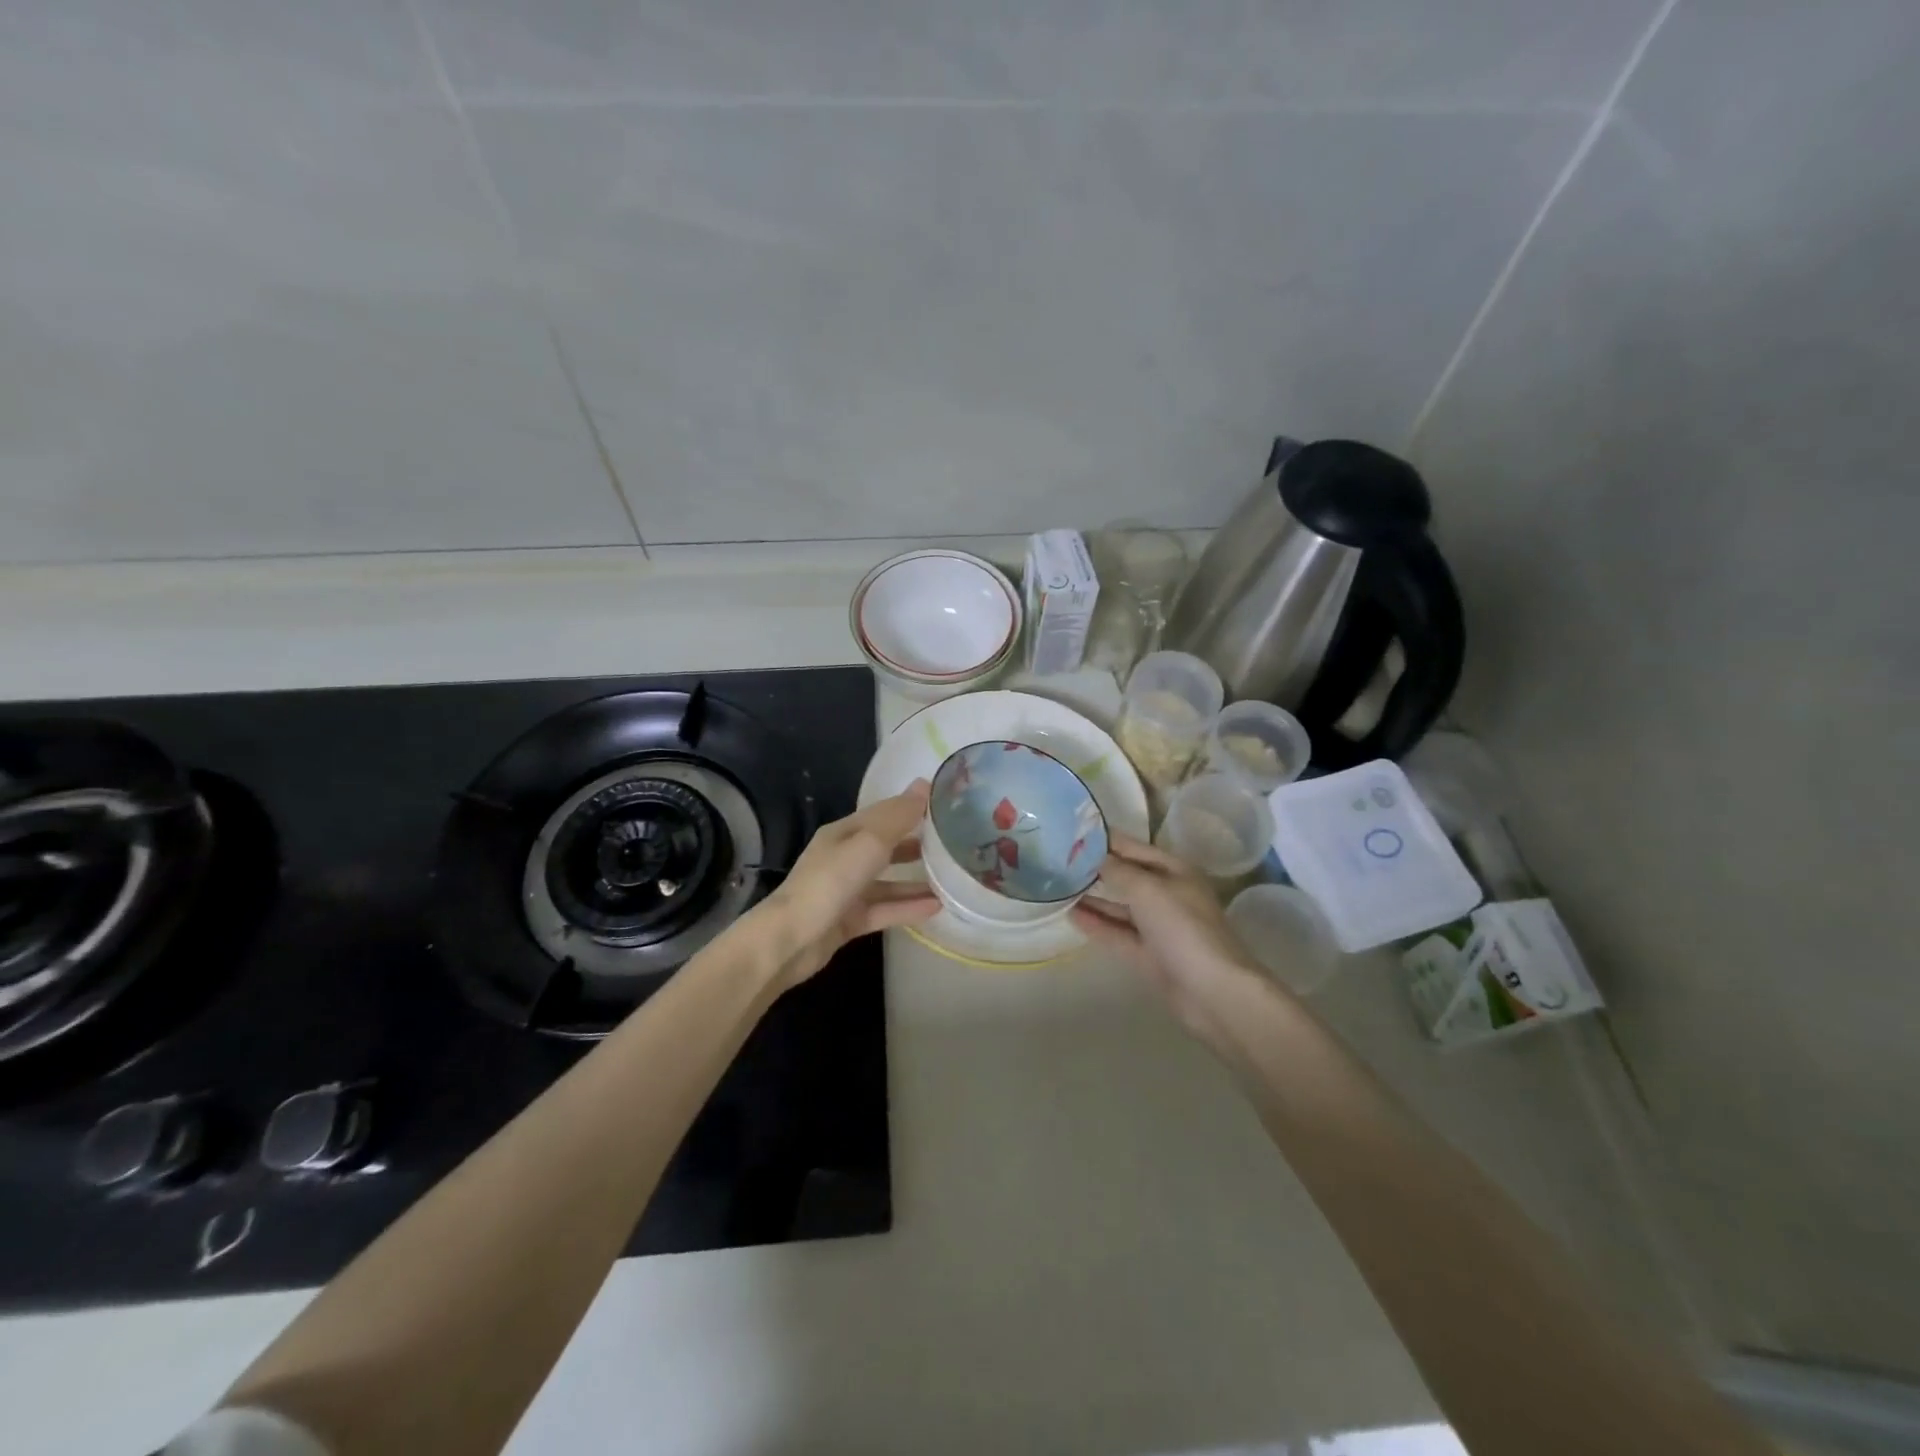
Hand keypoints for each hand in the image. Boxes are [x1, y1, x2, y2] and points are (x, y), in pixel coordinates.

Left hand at [750, 780, 938, 990]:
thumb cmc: (830, 881)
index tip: (945, 806)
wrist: (790, 939)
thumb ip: (898, 817)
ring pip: (887, 881)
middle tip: (952, 843)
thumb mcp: (868, 843)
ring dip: (916, 880)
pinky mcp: (848, 920)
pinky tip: (936, 908)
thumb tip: (924, 784)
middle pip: (884, 846)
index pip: (883, 813)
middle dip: (915, 842)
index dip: (911, 807)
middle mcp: (844, 858)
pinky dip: (908, 907)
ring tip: (951, 880)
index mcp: (844, 832)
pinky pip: (884, 909)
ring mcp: (845, 891)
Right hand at [1071, 834, 1272, 1036]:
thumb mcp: (1147, 889)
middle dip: (1096, 868)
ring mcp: (1158, 927)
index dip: (1105, 839)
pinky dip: (1097, 924)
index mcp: (1174, 871)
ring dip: (1093, 897)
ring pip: (1120, 906)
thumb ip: (1117, 870)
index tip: (1070, 832)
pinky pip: (1118, 933)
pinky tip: (1071, 915)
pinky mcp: (1148, 954)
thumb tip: (1091, 854)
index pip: (1133, 847)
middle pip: (1126, 876)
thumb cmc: (1182, 928)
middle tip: (1057, 858)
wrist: (1211, 991)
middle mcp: (1167, 894)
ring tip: (1058, 886)